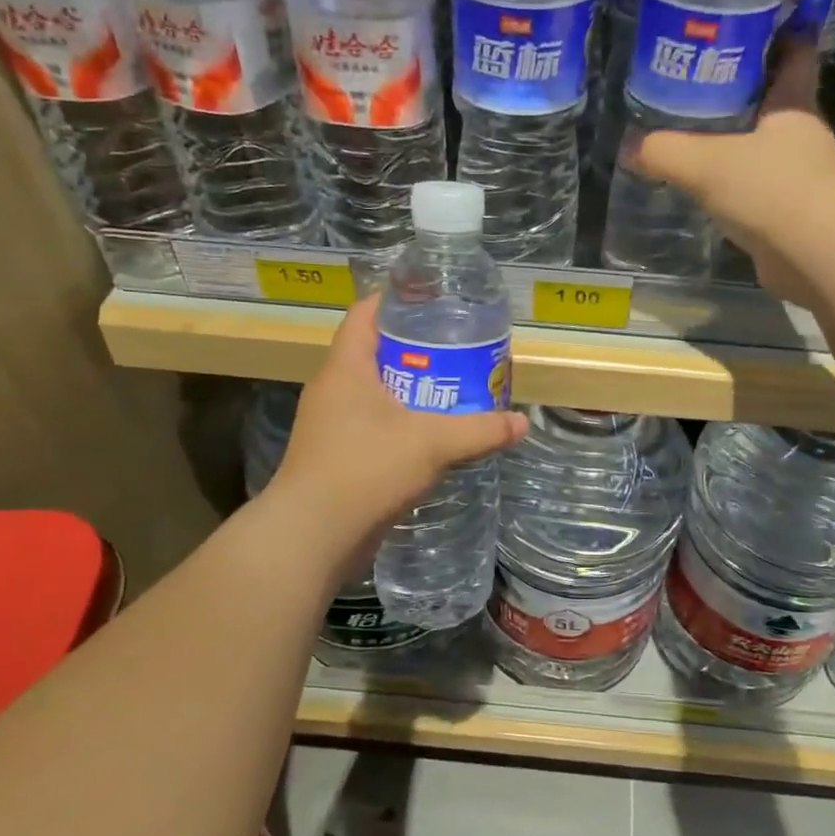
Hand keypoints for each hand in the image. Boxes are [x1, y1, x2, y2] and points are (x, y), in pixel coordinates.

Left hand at [262, 296, 526, 576]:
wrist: (313, 536)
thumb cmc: (366, 470)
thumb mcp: (431, 444)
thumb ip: (479, 430)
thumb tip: (522, 423)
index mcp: (346, 368)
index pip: (366, 314)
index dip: (397, 300)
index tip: (434, 300)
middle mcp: (334, 390)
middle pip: (376, 353)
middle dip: (416, 350)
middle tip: (458, 348)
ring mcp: (332, 425)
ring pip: (376, 393)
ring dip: (411, 391)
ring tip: (453, 389)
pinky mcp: (337, 457)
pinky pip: (374, 427)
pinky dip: (402, 424)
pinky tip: (433, 436)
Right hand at [635, 42, 834, 308]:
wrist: (815, 258)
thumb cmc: (771, 191)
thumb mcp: (706, 164)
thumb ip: (665, 152)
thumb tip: (630, 149)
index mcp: (794, 107)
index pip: (796, 56)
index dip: (783, 36)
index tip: (759, 26)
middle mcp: (803, 138)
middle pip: (777, 104)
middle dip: (748, 94)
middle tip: (705, 86)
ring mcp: (803, 179)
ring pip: (767, 151)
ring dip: (741, 145)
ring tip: (700, 139)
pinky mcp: (794, 216)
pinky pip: (761, 192)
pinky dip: (739, 188)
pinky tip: (711, 193)